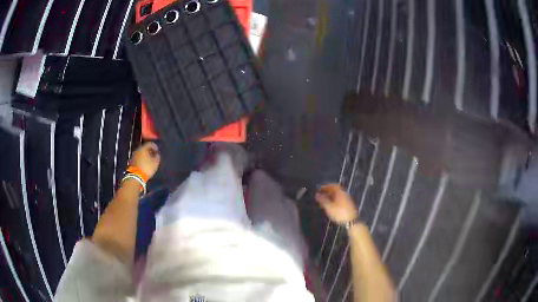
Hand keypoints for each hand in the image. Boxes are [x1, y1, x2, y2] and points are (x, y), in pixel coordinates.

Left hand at [130, 142, 160, 178]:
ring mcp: (133, 156)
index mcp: (143, 148)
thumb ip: (157, 157)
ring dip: (145, 156)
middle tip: (153, 156)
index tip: (157, 151)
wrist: (135, 176)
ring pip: (141, 153)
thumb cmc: (146, 168)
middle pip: (145, 148)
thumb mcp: (155, 163)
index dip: (155, 147)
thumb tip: (157, 154)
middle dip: (149, 151)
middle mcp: (137, 150)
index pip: (150, 144)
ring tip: (149, 161)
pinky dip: (142, 159)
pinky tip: (144, 164)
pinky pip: (138, 158)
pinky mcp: (131, 161)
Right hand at [316, 184, 357, 224]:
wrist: (351, 222)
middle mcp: (344, 194)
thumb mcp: (329, 207)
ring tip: (323, 203)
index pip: (333, 185)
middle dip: (327, 192)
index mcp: (340, 193)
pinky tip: (330, 207)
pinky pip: (339, 201)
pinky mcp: (348, 206)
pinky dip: (334, 202)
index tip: (320, 189)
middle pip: (335, 191)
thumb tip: (316, 194)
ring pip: (337, 196)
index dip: (326, 186)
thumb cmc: (339, 213)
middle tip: (320, 196)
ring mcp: (347, 200)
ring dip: (330, 198)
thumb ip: (322, 200)